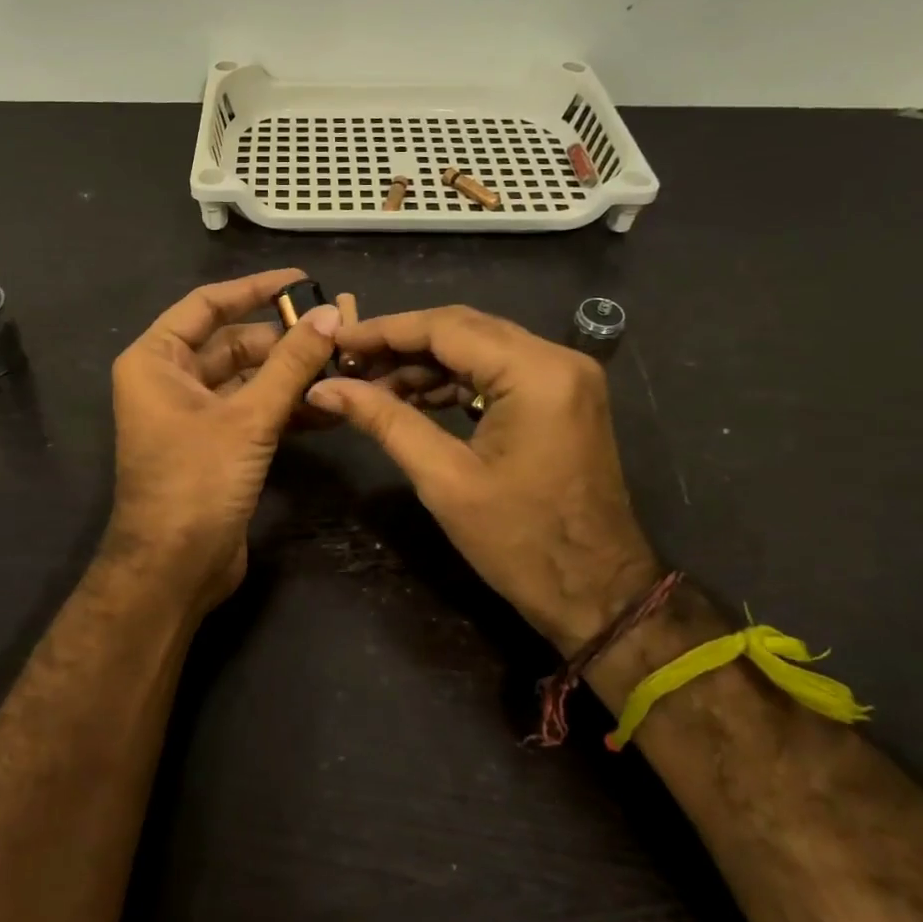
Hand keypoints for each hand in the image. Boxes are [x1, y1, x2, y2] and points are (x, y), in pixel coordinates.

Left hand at [104, 268, 339, 610]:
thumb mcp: (248, 417)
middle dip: (282, 339)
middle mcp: (168, 380)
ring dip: (289, 375)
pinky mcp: (214, 444)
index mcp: (156, 360)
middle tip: (336, 331)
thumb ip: (291, 364)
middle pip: (231, 343)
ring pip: (246, 379)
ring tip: (342, 366)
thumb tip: (330, 314)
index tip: (302, 281)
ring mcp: (191, 415)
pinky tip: (327, 406)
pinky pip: (251, 410)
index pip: (207, 305)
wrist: (174, 570)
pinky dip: (284, 406)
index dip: (254, 289)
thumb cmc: (197, 481)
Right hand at [305, 306, 660, 652]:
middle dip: (402, 344)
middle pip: (464, 328)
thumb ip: (385, 421)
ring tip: (374, 386)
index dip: (385, 331)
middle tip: (350, 364)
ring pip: (480, 347)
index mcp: (535, 373)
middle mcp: (557, 359)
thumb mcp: (444, 479)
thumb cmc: (520, 543)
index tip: (338, 340)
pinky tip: (415, 397)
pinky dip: (455, 380)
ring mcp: (565, 376)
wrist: (597, 594)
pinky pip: (499, 370)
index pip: (446, 327)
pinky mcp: (562, 396)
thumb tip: (325, 388)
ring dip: (426, 363)